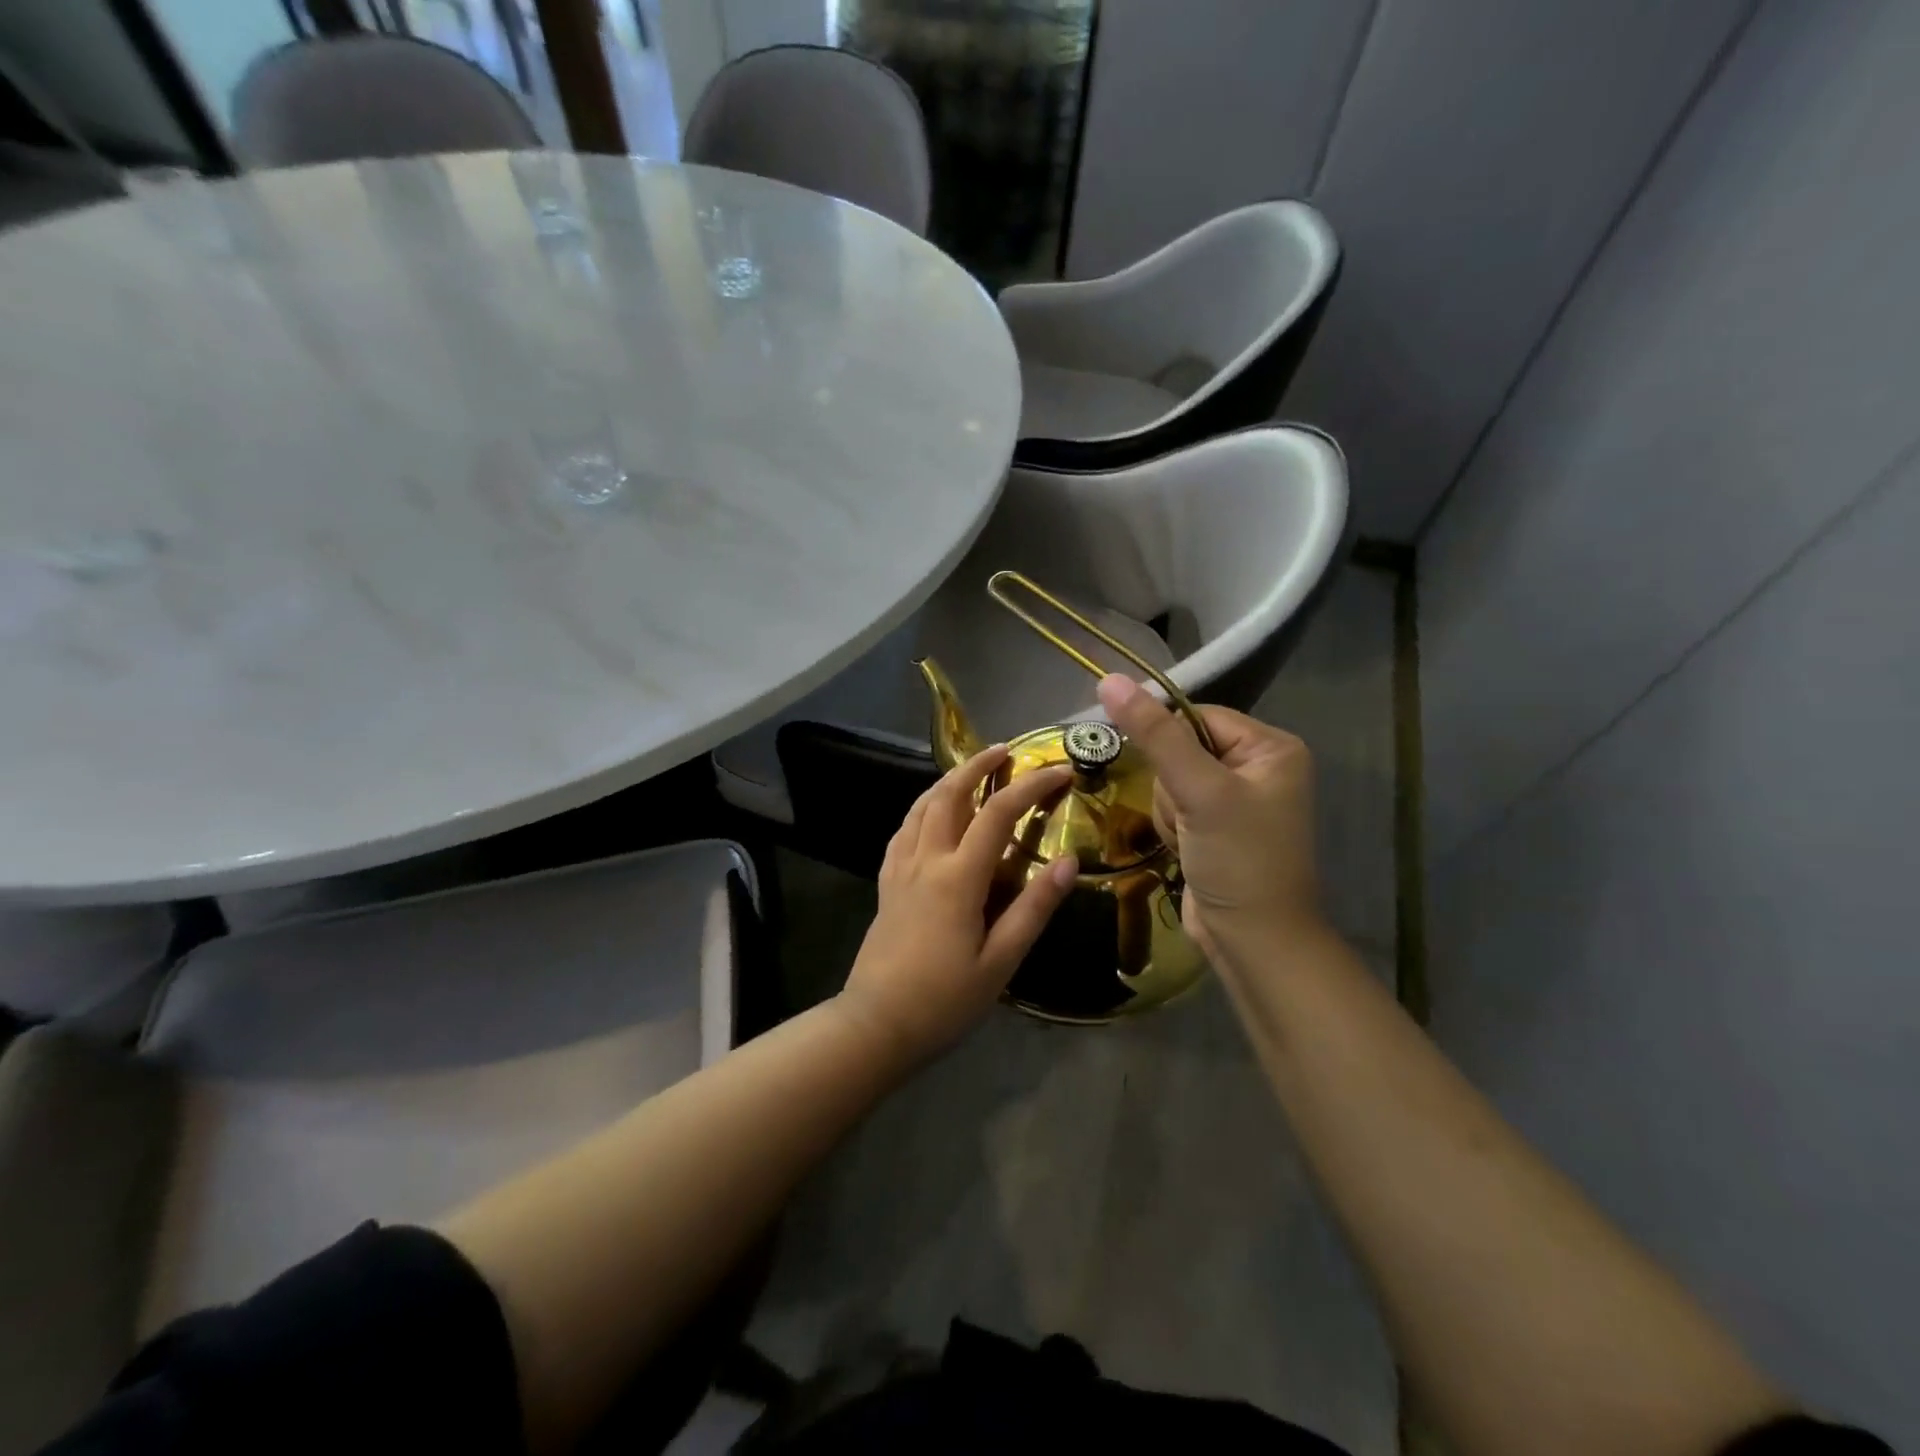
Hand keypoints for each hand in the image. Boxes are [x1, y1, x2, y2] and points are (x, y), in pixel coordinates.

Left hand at [837, 745, 1077, 1063]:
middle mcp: (926, 860)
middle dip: (978, 765)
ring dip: (948, 780)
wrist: (876, 1024)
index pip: (999, 813)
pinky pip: (903, 830)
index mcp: (958, 877)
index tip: (1059, 770)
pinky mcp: (886, 882)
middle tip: (1004, 750)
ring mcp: (900, 868)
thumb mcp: (1001, 961)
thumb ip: (1034, 908)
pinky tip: (930, 812)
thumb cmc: (945, 999)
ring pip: (921, 806)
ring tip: (970, 770)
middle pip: (950, 794)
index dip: (1031, 786)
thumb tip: (1068, 861)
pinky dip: (922, 808)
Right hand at [1096, 674, 1322, 960]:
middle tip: (1190, 818)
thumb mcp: (1199, 791)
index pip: (1197, 716)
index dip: (1168, 742)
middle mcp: (1257, 767)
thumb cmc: (1239, 860)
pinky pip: (1174, 806)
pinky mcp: (1215, 827)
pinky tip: (1186, 851)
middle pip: (1180, 749)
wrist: (1254, 941)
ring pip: (1170, 780)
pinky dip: (1171, 828)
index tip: (1167, 778)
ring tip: (1188, 840)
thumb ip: (1155, 734)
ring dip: (1169, 811)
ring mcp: (1235, 800)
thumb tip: (1109, 679)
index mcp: (1271, 747)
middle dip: (1172, 787)